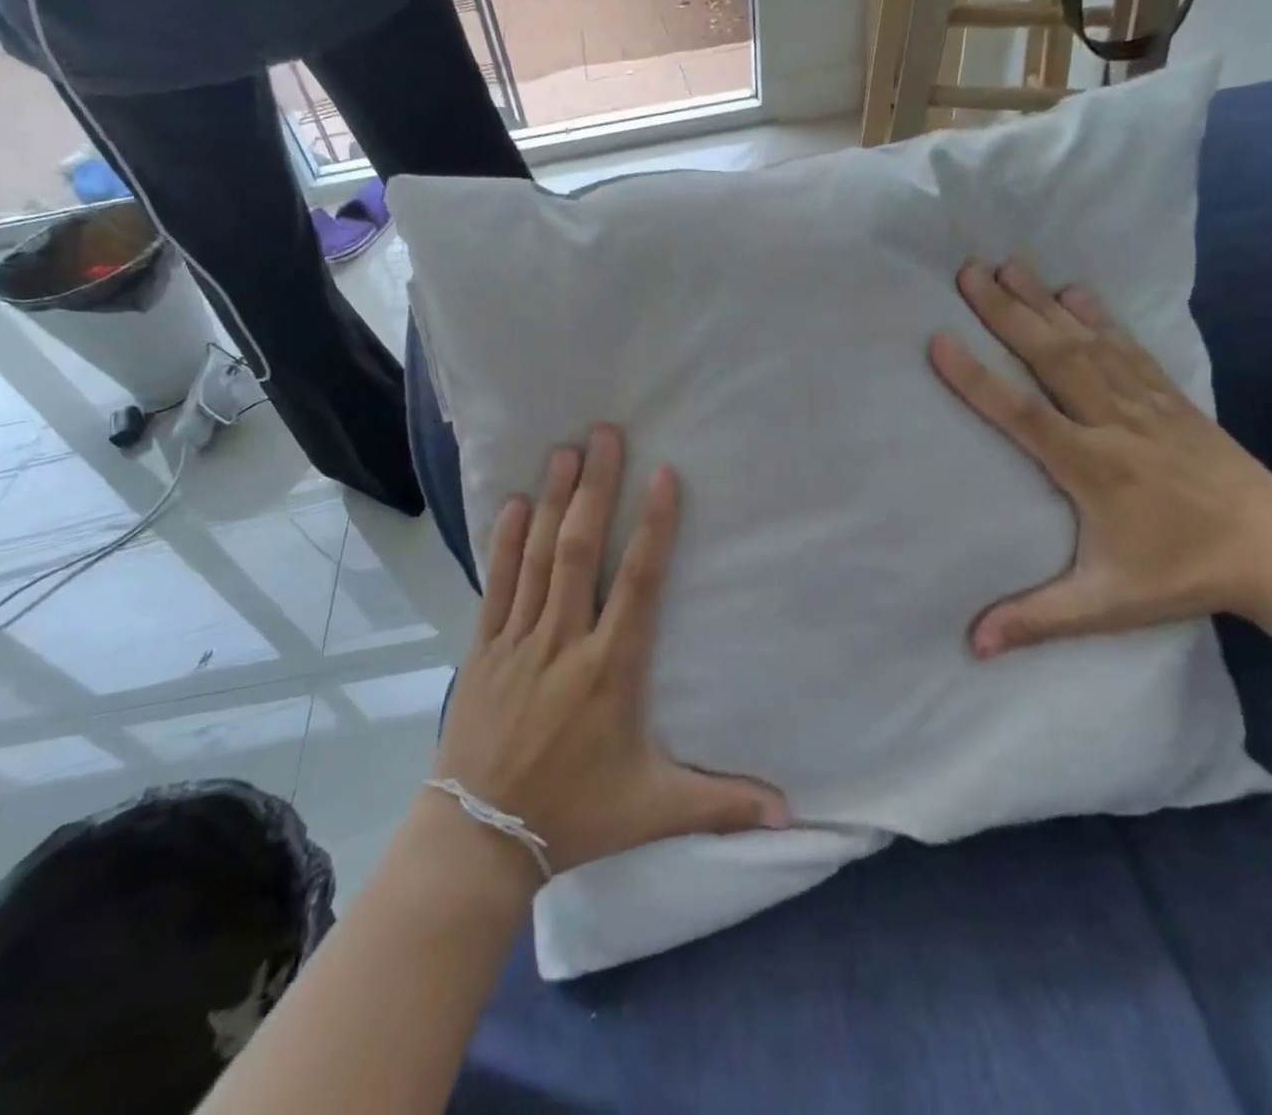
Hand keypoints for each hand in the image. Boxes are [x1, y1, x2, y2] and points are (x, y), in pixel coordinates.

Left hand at [433, 426, 789, 878]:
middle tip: (604, 434)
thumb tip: (790, 818)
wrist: (480, 838)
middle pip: (581, 550)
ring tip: (564, 451)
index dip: (653, 526)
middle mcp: (564, 641)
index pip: (638, 583)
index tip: (662, 475)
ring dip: (552, 500)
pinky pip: (497, 584)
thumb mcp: (653, 810)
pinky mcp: (485, 648)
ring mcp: (519, 640)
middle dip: (594, 488)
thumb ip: (721, 803)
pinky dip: (505, 542)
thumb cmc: (574, 815)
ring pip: (538, 557)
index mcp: (610, 669)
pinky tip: (513, 503)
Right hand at [929, 259, 1271, 656]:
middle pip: (1052, 357)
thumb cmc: (1183, 574)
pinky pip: (1127, 348)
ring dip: (1043, 302)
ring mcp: (1146, 404)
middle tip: (968, 272)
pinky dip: (1098, 316)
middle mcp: (1114, 422)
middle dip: (1006, 312)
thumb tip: (973, 645)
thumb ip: (1036, 618)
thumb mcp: (1106, 603)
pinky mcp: (1170, 399)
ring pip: (1086, 343)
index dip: (976, 377)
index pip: (1021, 412)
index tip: (939, 339)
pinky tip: (1074, 291)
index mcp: (1092, 466)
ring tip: (1008, 265)